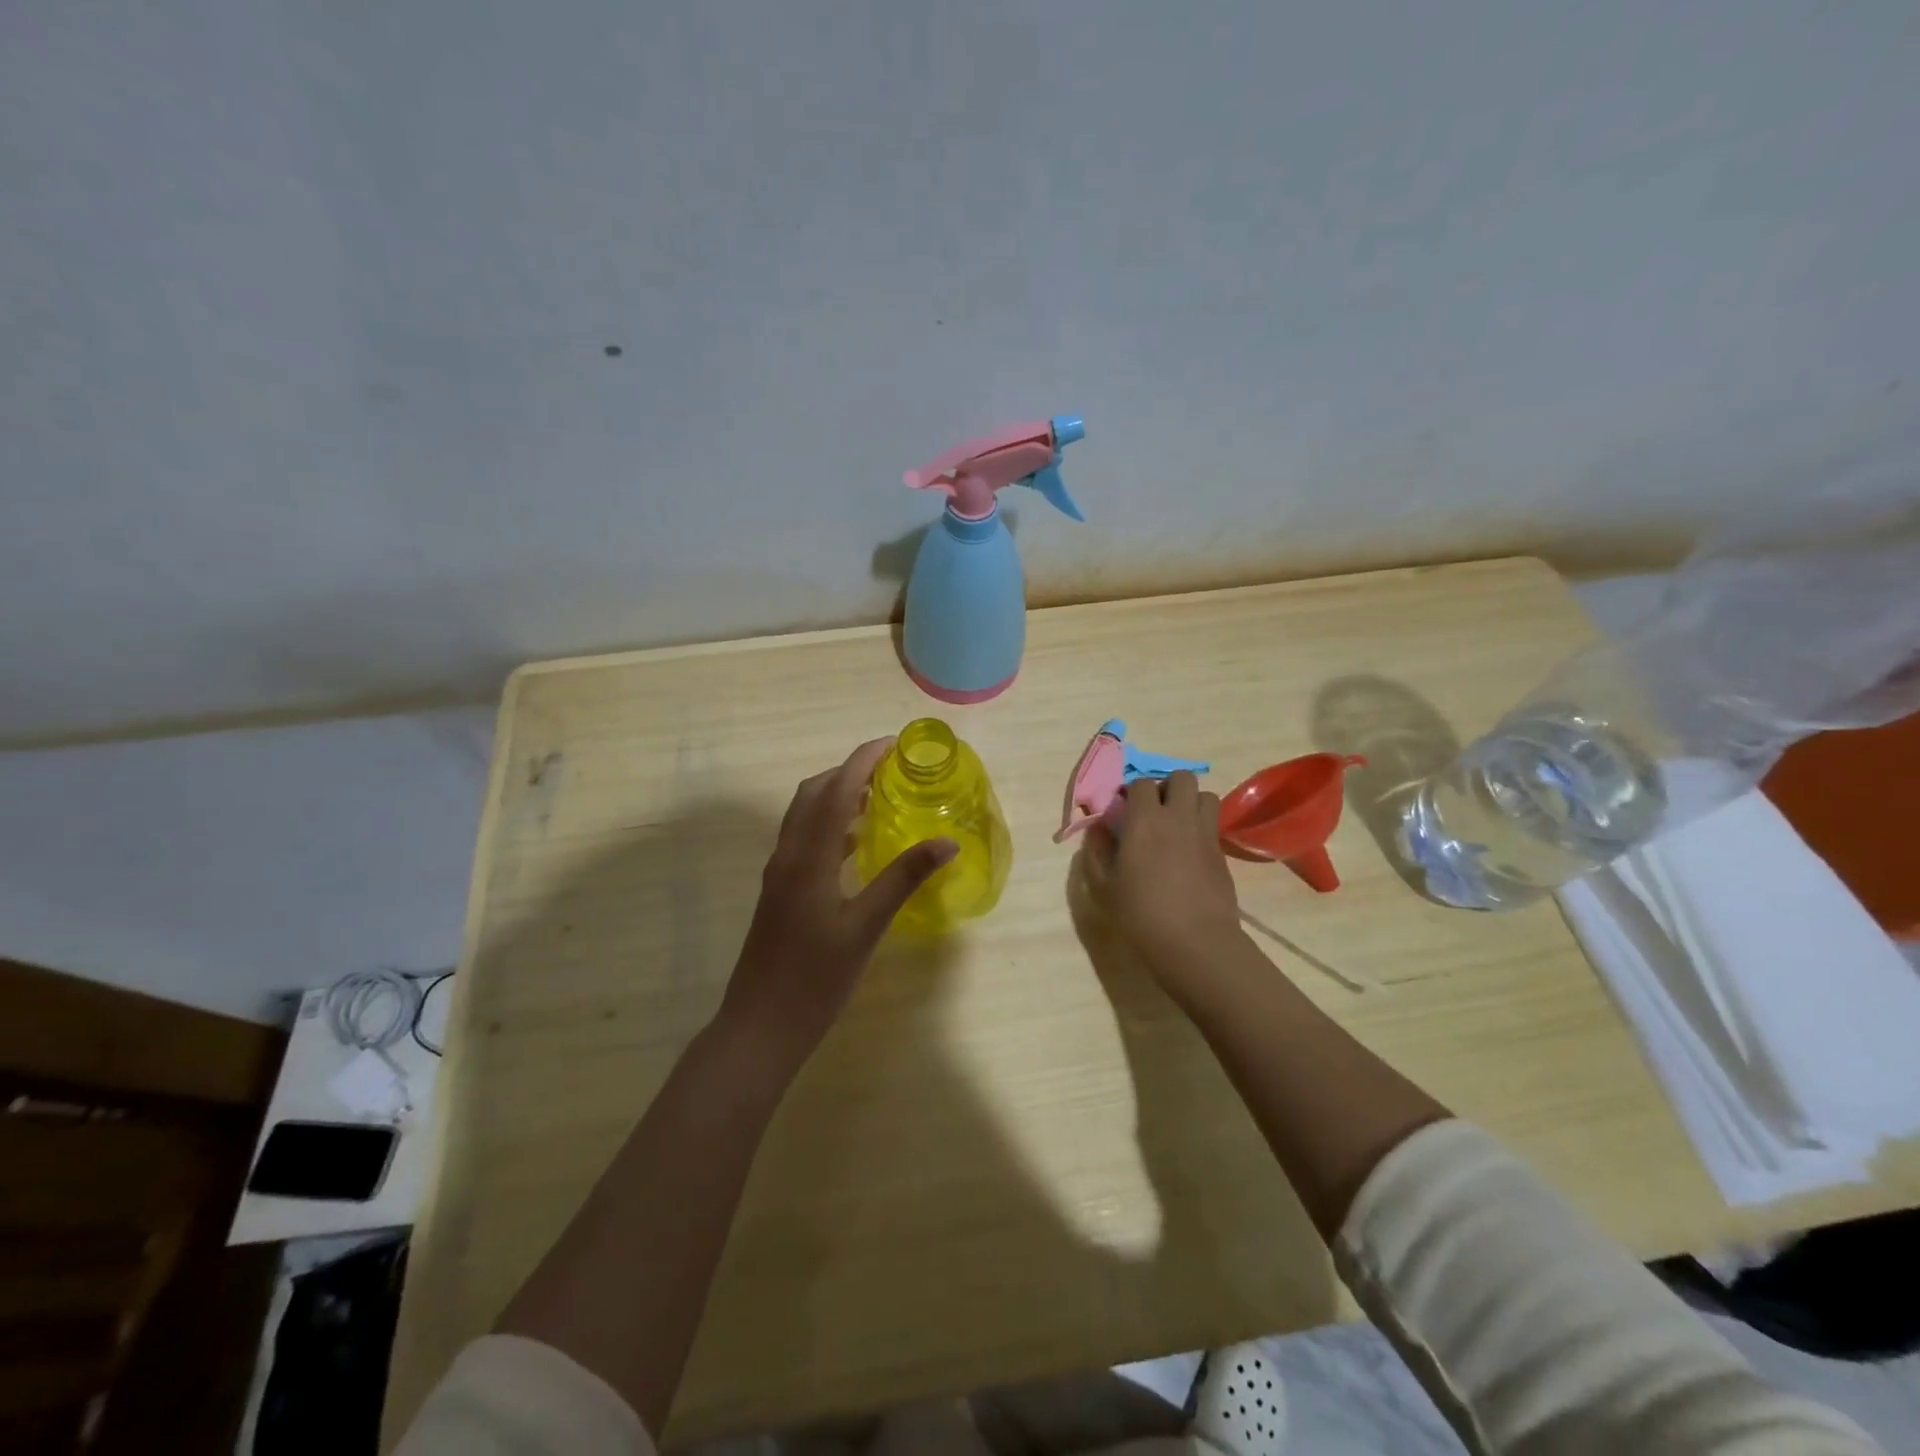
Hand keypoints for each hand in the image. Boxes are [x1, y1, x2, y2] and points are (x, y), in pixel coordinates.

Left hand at [719, 738, 956, 1060]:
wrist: (759, 1027)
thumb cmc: (815, 980)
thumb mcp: (866, 928)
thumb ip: (903, 878)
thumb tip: (946, 842)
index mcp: (807, 856)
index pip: (836, 789)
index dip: (863, 759)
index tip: (895, 744)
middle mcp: (788, 854)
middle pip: (814, 792)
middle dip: (849, 771)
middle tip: (891, 772)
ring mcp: (779, 873)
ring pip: (805, 815)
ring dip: (838, 797)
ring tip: (880, 799)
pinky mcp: (779, 891)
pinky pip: (804, 839)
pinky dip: (830, 826)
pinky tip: (857, 845)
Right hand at [1080, 771, 1242, 977]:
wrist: (1195, 942)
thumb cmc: (1141, 914)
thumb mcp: (1103, 886)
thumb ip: (1096, 851)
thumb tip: (1098, 828)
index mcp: (1144, 820)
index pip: (1140, 783)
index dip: (1132, 792)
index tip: (1124, 810)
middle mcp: (1177, 817)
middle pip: (1181, 778)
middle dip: (1167, 787)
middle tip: (1154, 812)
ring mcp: (1204, 832)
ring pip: (1205, 795)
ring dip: (1190, 802)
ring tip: (1177, 825)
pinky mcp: (1221, 852)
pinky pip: (1213, 823)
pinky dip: (1201, 826)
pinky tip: (1189, 851)